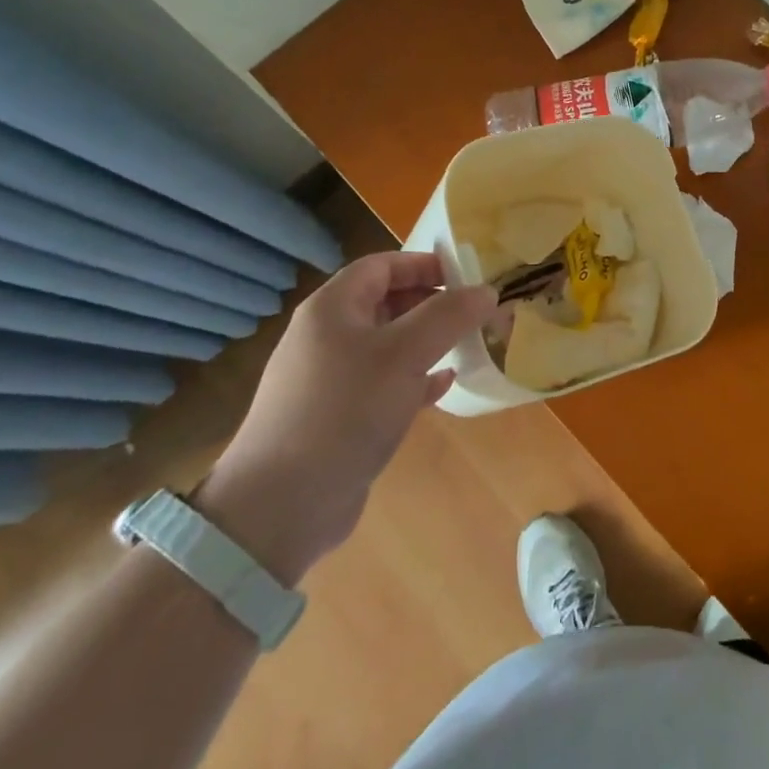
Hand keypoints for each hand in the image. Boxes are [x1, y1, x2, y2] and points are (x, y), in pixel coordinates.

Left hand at [194, 253, 496, 584]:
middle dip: (432, 302)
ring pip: (388, 344)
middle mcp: (327, 336)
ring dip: (428, 341)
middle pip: (386, 302)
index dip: (424, 264)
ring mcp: (330, 378)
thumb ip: (448, 316)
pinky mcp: (339, 416)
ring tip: (467, 344)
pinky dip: (415, 378)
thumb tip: (486, 291)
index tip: (466, 275)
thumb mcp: (405, 354)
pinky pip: (384, 382)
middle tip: (474, 312)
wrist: (282, 505)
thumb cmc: (345, 410)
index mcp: (332, 308)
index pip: (382, 265)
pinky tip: (444, 385)